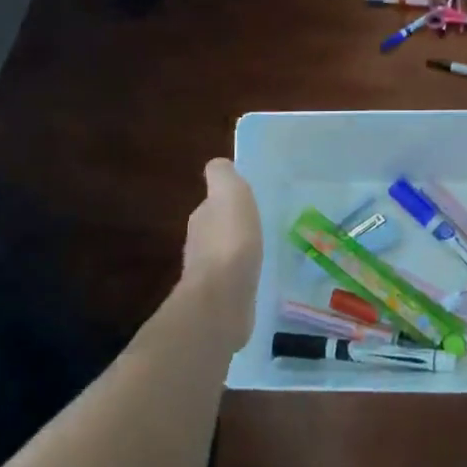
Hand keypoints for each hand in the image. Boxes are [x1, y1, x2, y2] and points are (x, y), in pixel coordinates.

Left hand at [179, 159, 261, 346]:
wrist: (223, 300)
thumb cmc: (230, 242)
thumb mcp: (230, 194)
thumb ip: (223, 176)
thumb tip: (219, 165)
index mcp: (202, 218)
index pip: (213, 204)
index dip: (229, 202)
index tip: (251, 203)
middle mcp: (200, 245)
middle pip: (219, 230)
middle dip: (236, 227)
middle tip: (263, 226)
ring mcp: (210, 276)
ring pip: (227, 256)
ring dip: (242, 253)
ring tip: (266, 251)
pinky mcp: (222, 300)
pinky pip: (236, 281)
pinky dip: (245, 276)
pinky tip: (261, 277)